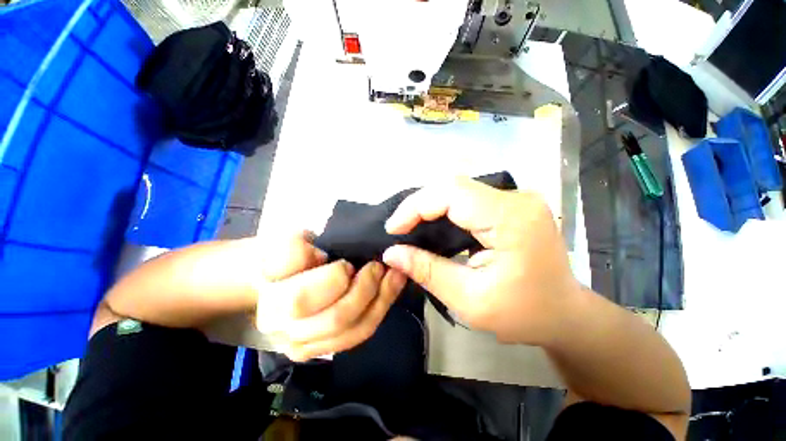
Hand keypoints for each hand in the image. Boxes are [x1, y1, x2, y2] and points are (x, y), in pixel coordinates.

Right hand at [255, 232, 406, 360]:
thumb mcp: (284, 244)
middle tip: (378, 266)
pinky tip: (392, 288)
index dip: (333, 280)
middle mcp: (286, 328)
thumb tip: (322, 258)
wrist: (273, 286)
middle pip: (334, 318)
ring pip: (353, 330)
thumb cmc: (285, 259)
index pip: (303, 297)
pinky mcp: (322, 349)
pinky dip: (380, 309)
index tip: (347, 263)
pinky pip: (359, 334)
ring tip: (395, 276)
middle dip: (364, 290)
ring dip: (381, 300)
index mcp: (273, 297)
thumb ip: (295, 249)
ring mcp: (304, 344)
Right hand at [382, 177, 579, 345]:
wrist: (565, 315)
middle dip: (419, 205)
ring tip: (410, 226)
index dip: (415, 207)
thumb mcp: (469, 299)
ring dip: (430, 205)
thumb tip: (391, 253)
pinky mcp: (511, 205)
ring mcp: (515, 199)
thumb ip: (427, 270)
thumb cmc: (523, 314)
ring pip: (458, 189)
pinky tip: (433, 224)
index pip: (450, 193)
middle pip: (453, 186)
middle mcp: (515, 198)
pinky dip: (444, 208)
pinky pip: (468, 198)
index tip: (393, 230)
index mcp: (510, 218)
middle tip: (399, 229)